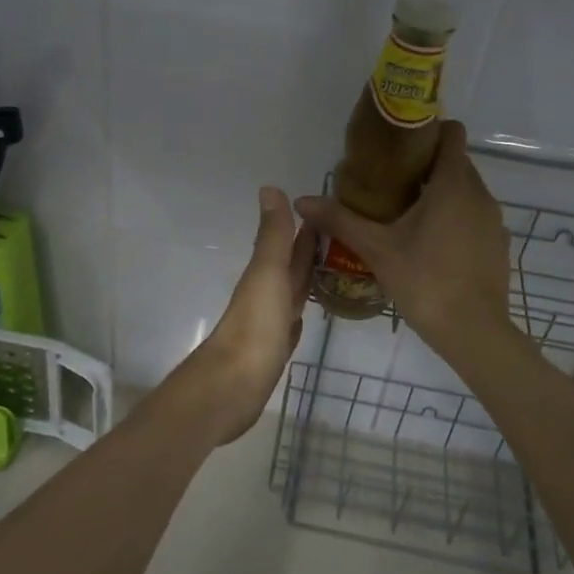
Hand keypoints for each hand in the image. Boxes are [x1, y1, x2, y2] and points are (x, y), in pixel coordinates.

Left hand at [191, 187, 318, 443]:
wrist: (232, 387)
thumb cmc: (254, 327)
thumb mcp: (267, 274)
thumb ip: (273, 235)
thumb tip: (270, 186)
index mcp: (266, 274)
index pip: (289, 244)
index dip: (306, 227)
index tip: (330, 210)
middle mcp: (267, 295)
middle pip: (291, 267)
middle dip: (309, 251)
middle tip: (341, 235)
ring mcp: (270, 324)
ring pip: (292, 294)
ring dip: (306, 280)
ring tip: (333, 268)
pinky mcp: (273, 351)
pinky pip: (291, 324)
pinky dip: (299, 314)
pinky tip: (306, 314)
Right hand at [294, 122, 513, 361]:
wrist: (474, 331)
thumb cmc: (425, 281)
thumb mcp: (376, 249)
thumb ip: (340, 220)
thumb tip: (301, 201)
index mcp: (453, 185)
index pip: (452, 134)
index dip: (429, 131)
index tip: (400, 144)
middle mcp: (480, 194)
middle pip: (456, 162)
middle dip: (427, 165)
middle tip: (391, 182)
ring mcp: (494, 221)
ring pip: (466, 191)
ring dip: (441, 194)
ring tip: (407, 214)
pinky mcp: (499, 244)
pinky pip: (475, 216)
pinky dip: (456, 218)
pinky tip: (431, 244)